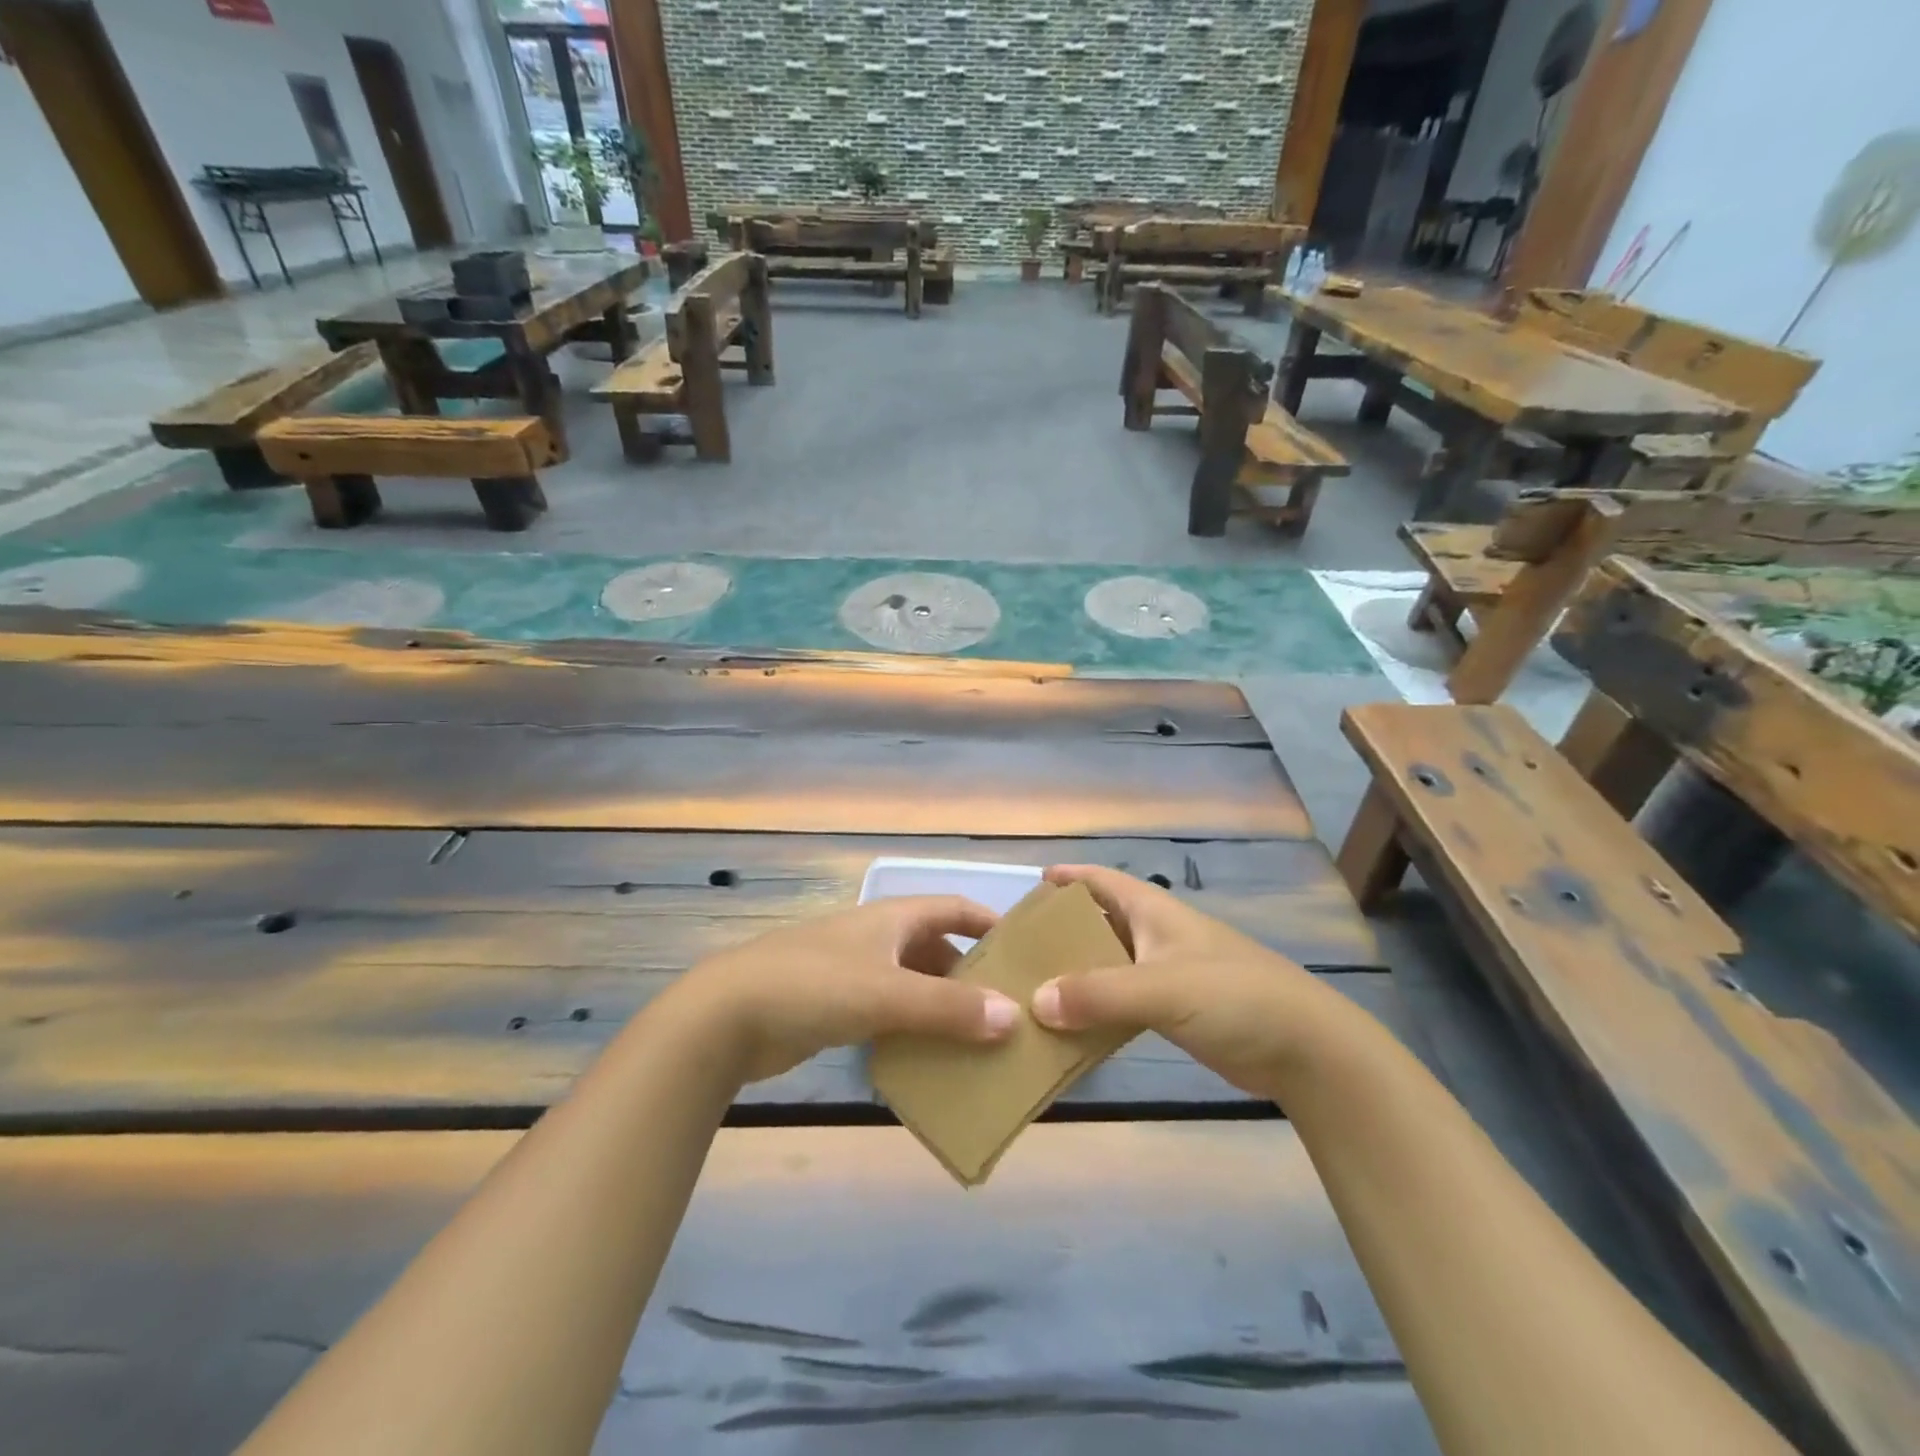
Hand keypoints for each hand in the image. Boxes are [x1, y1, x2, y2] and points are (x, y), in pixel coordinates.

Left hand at [681, 897, 1019, 1083]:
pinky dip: (910, 1028)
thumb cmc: (813, 986)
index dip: (988, 921)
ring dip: (941, 1005)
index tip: (1023, 949)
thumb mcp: (886, 993)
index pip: (952, 907)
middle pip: (935, 948)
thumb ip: (948, 1007)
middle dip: (970, 974)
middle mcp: (876, 938)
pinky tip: (927, 1058)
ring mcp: (852, 972)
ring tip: (978, 1039)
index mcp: (892, 919)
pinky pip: (887, 1012)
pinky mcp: (833, 1007)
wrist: (726, 1017)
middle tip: (1007, 1008)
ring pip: (911, 983)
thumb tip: (1012, 1016)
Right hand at [1030, 866, 1348, 1097]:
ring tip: (1032, 991)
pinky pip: (1122, 1001)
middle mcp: (1155, 935)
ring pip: (1107, 965)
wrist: (1305, 1049)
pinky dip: (1096, 1009)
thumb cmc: (1234, 996)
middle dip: (1061, 932)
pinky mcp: (1175, 1010)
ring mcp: (1166, 973)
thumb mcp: (1162, 988)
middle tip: (1017, 951)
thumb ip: (1098, 994)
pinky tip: (1070, 1028)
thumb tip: (1035, 1002)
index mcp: (1153, 911)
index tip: (1031, 885)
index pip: (1102, 880)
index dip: (1068, 877)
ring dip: (1075, 975)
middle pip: (1098, 923)